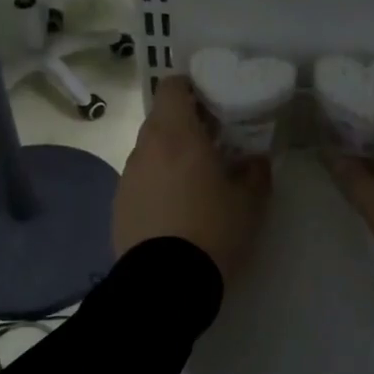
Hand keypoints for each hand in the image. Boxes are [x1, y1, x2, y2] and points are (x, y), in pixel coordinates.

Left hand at [114, 77, 271, 284]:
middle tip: (212, 145)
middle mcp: (145, 149)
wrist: (165, 285)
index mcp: (176, 136)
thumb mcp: (250, 203)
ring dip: (170, 157)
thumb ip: (256, 172)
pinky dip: (156, 185)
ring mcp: (127, 178)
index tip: (211, 103)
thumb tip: (255, 160)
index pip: (171, 87)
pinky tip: (175, 212)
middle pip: (161, 120)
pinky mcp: (118, 206)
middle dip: (185, 126)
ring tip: (195, 183)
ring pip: (149, 152)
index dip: (190, 88)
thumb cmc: (213, 232)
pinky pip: (140, 182)